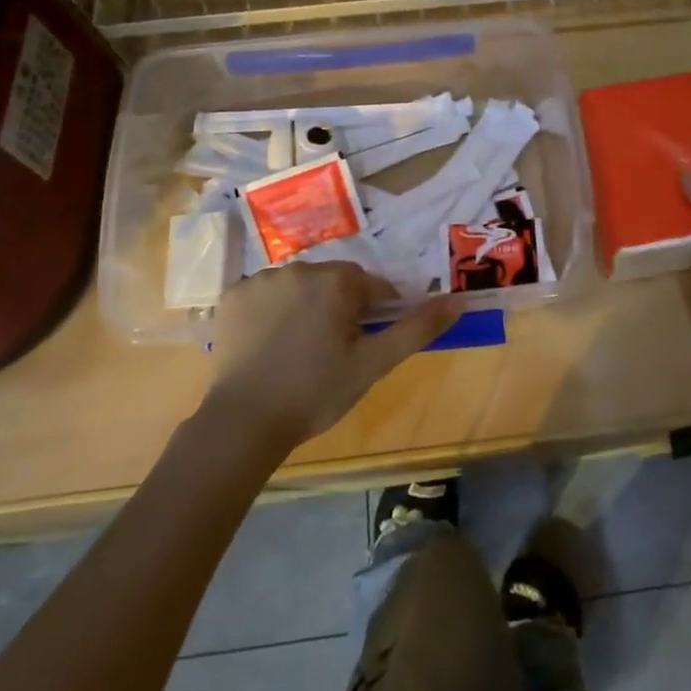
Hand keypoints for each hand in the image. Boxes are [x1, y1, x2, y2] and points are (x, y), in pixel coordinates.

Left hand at [204, 263, 460, 451]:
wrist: (243, 422)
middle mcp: (298, 268)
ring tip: (301, 348)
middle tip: (336, 350)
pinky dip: (272, 310)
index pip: (371, 286)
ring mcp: (261, 280)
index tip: (367, 343)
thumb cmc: (316, 392)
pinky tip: (270, 343)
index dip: (375, 313)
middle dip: (341, 307)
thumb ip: (417, 329)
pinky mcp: (232, 296)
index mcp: (335, 280)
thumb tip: (457, 300)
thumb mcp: (374, 364)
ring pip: (299, 286)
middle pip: (334, 282)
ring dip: (307, 306)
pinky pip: (265, 294)